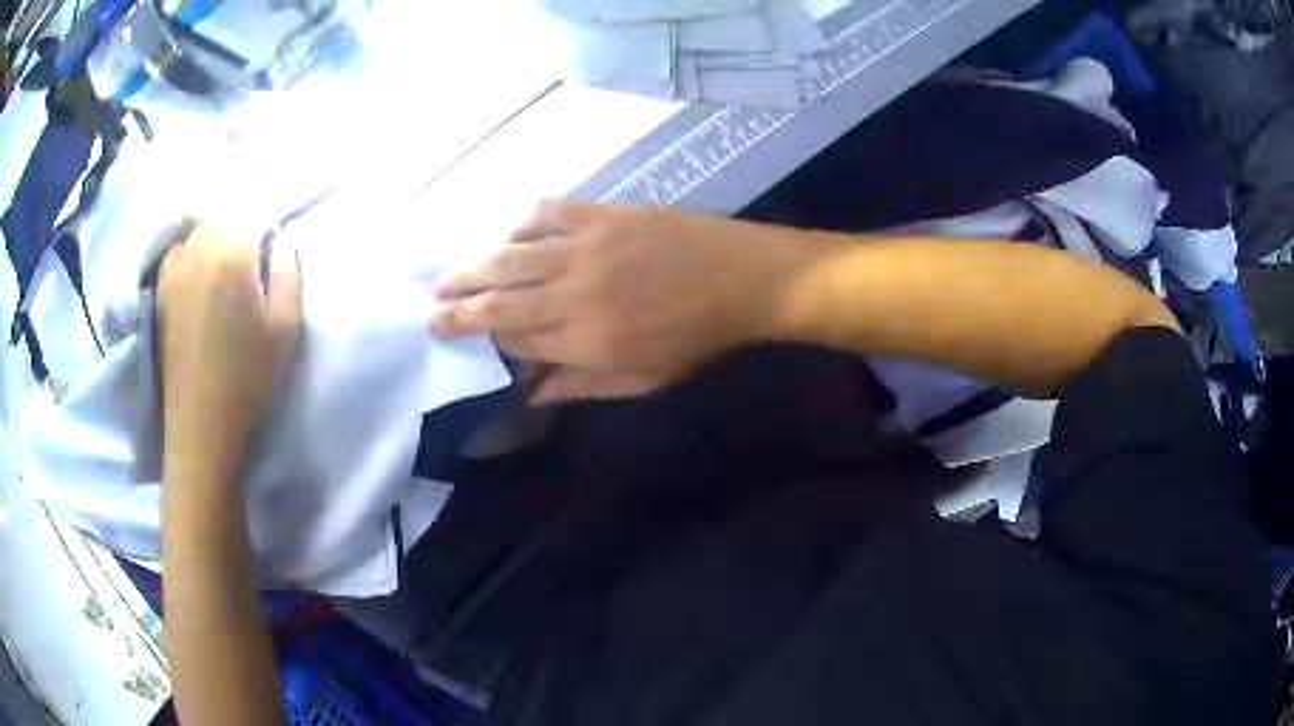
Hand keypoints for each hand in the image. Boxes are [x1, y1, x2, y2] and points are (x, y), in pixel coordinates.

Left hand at [159, 222, 300, 480]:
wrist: (201, 423)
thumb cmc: (249, 375)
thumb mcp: (286, 323)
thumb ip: (287, 267)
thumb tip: (280, 237)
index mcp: (231, 251)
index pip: (255, 214)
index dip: (269, 231)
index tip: (274, 259)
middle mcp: (198, 247)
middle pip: (225, 217)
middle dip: (242, 231)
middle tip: (252, 267)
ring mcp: (173, 267)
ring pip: (200, 231)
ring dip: (216, 241)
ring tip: (225, 275)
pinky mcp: (159, 288)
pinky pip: (179, 251)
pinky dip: (192, 255)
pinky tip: (199, 282)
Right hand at [431, 201, 802, 403]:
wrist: (742, 280)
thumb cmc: (696, 339)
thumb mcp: (643, 380)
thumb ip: (582, 385)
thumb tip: (530, 394)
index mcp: (585, 340)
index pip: (514, 339)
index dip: (477, 336)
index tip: (448, 333)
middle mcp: (574, 294)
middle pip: (500, 299)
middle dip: (458, 303)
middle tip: (429, 306)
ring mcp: (586, 249)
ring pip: (511, 256)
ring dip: (472, 264)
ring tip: (446, 273)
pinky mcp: (601, 216)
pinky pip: (545, 213)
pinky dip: (517, 222)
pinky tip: (501, 232)